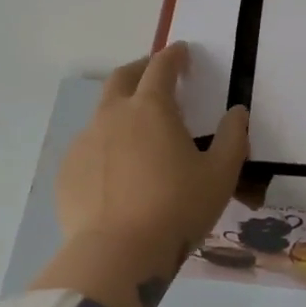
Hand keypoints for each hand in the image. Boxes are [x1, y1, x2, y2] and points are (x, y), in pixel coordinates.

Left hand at [41, 44, 249, 306]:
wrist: (116, 255)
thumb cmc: (176, 210)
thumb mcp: (220, 176)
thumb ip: (233, 138)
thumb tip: (237, 112)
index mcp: (151, 108)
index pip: (161, 67)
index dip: (174, 55)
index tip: (182, 52)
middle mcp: (113, 115)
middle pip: (123, 78)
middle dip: (141, 69)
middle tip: (155, 75)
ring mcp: (85, 142)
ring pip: (102, 113)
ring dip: (121, 110)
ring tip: (137, 132)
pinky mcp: (68, 171)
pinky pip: (89, 148)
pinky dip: (105, 146)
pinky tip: (116, 172)